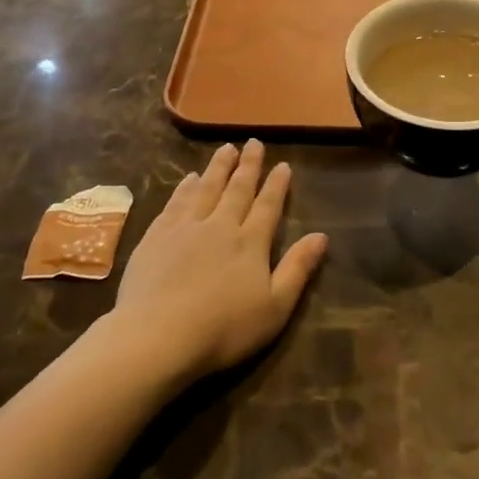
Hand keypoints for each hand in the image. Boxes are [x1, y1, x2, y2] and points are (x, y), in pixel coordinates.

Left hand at [106, 141, 328, 384]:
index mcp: (250, 243)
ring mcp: (184, 228)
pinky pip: (175, 202)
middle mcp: (219, 226)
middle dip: (248, 165)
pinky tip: (188, 179)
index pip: (267, 206)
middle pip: (237, 189)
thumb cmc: (224, 329)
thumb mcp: (275, 307)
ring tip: (225, 149)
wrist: (158, 335)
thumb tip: (322, 236)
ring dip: (217, 168)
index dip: (276, 185)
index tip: (283, 165)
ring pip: (205, 188)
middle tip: (253, 143)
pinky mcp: (155, 237)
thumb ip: (298, 268)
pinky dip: (185, 187)